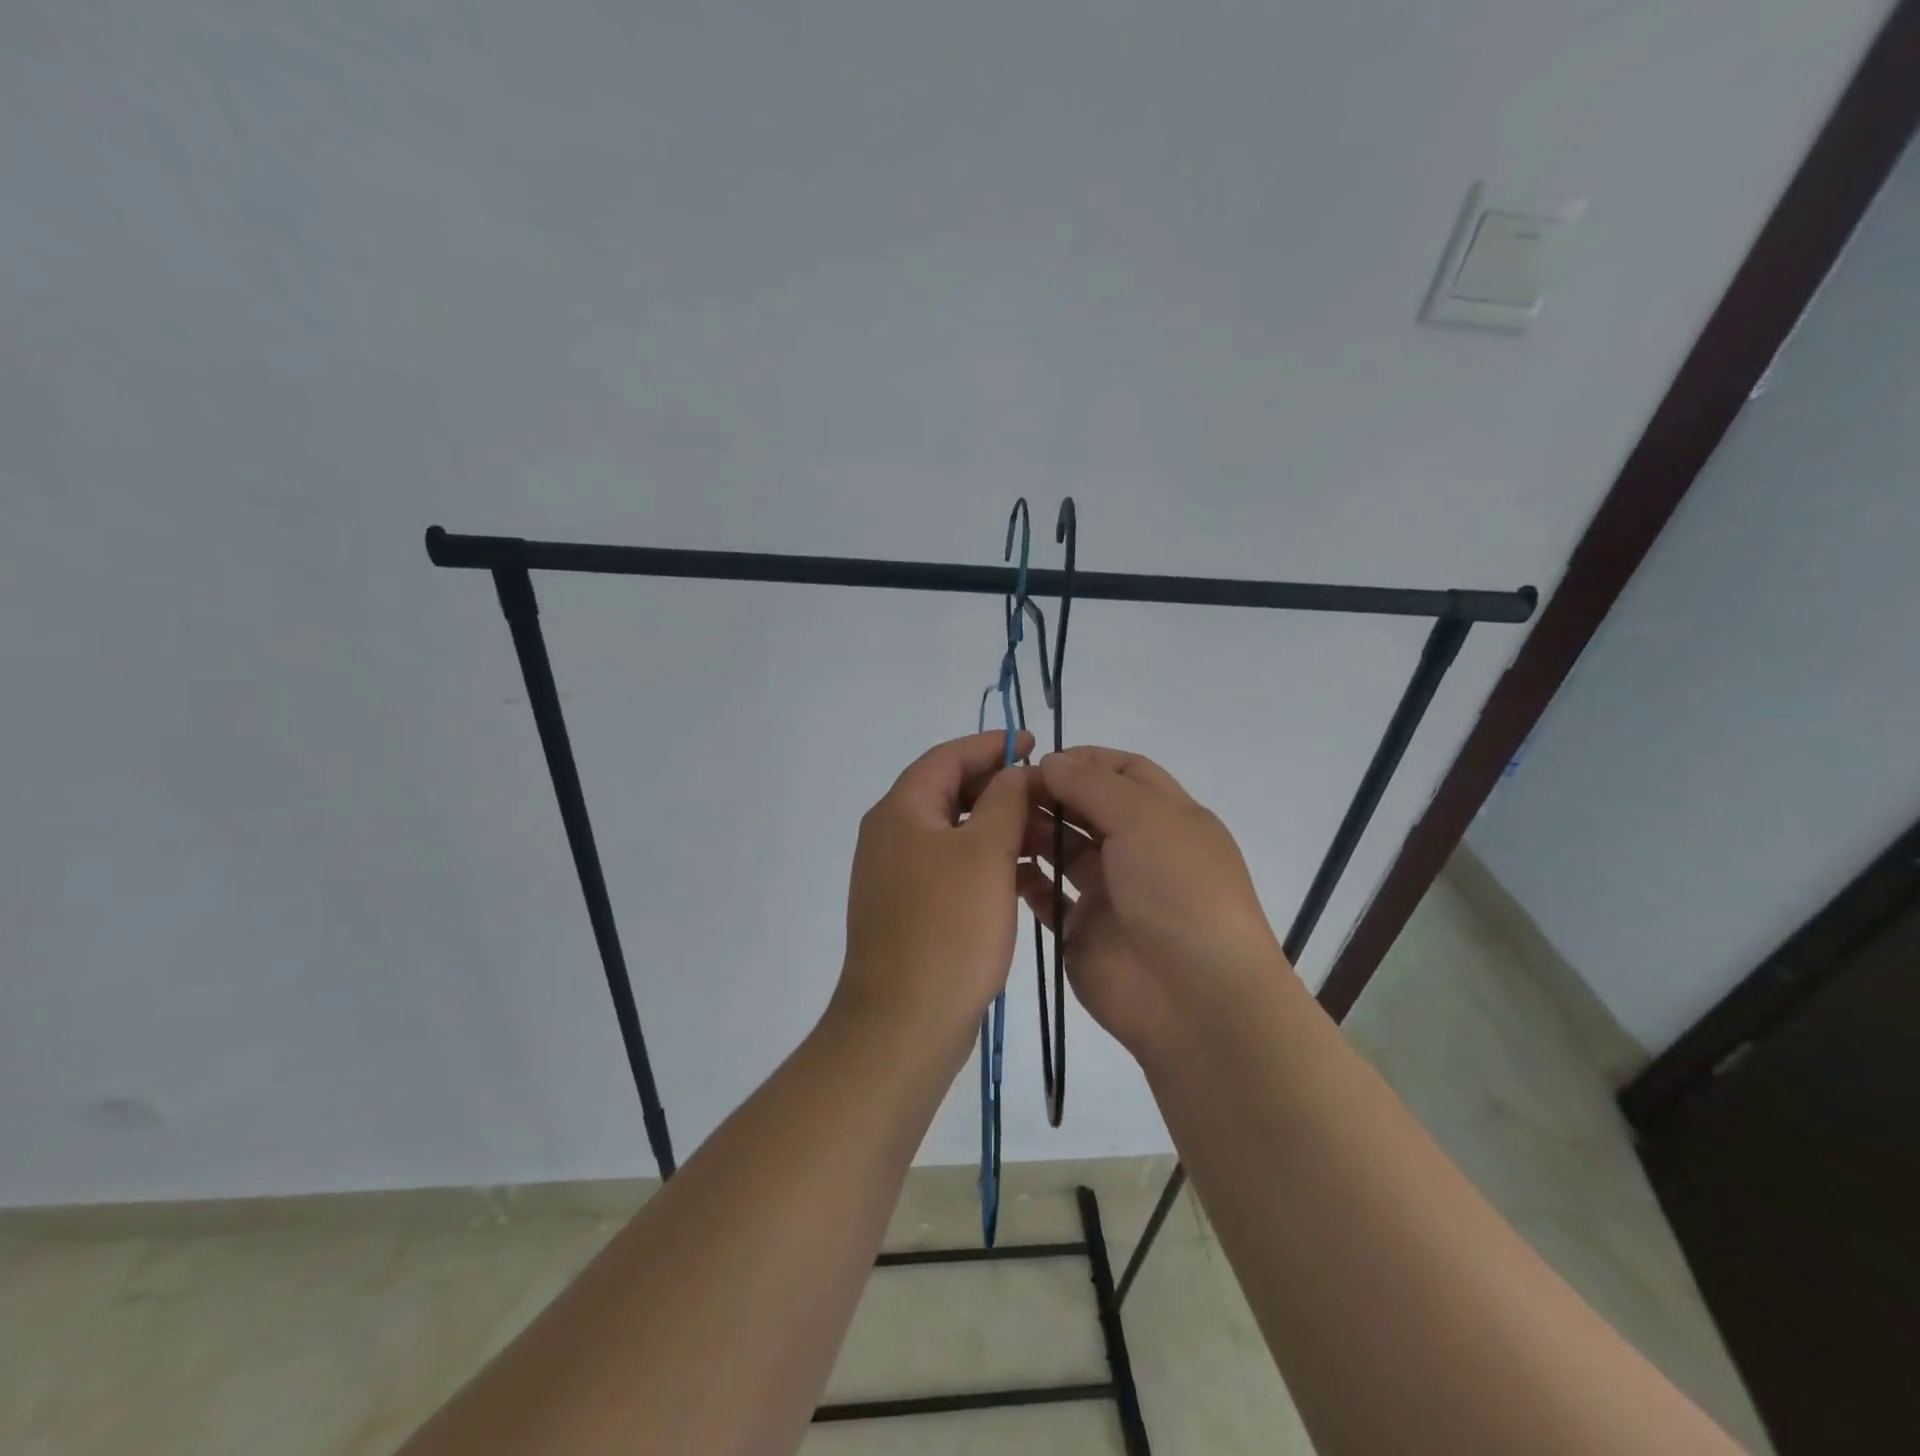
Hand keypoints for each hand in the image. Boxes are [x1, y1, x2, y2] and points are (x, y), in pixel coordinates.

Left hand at [835, 730, 1033, 1057]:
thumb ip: (1004, 801)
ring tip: (1046, 837)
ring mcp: (897, 875)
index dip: (991, 745)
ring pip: (954, 832)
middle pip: (949, 792)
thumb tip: (1015, 771)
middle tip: (1047, 794)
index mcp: (901, 811)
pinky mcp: (910, 908)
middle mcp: (891, 835)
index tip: (1033, 743)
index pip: (947, 757)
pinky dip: (986, 862)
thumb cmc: (948, 927)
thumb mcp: (985, 853)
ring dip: (997, 827)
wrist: (905, 1022)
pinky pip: (952, 868)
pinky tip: (1023, 877)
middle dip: (999, 788)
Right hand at [1019, 747, 1287, 1059]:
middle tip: (1004, 792)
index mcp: (1166, 817)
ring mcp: (1110, 891)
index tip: (1039, 761)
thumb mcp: (1145, 820)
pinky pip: (1048, 896)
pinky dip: (1026, 879)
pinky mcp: (1083, 929)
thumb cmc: (1178, 890)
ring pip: (1063, 849)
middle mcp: (1138, 849)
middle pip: (1087, 808)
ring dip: (1033, 832)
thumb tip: (1050, 762)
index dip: (1083, 761)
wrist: (1195, 998)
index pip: (1123, 771)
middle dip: (1049, 794)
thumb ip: (1092, 785)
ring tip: (996, 825)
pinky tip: (1002, 867)